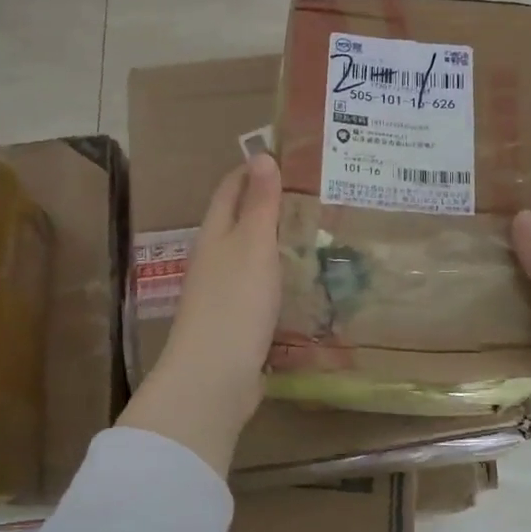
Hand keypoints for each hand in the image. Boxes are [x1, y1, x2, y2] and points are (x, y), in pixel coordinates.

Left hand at [119, 153, 282, 473]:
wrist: (213, 376)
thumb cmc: (234, 301)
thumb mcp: (252, 244)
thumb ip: (259, 202)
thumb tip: (260, 155)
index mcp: (215, 233)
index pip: (231, 188)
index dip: (253, 169)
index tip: (289, 157)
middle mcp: (215, 257)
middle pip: (240, 220)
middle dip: (269, 203)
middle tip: (314, 193)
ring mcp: (224, 291)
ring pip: (252, 254)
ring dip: (277, 241)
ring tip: (316, 231)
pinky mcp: (238, 321)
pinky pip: (261, 287)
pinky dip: (280, 276)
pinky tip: (305, 281)